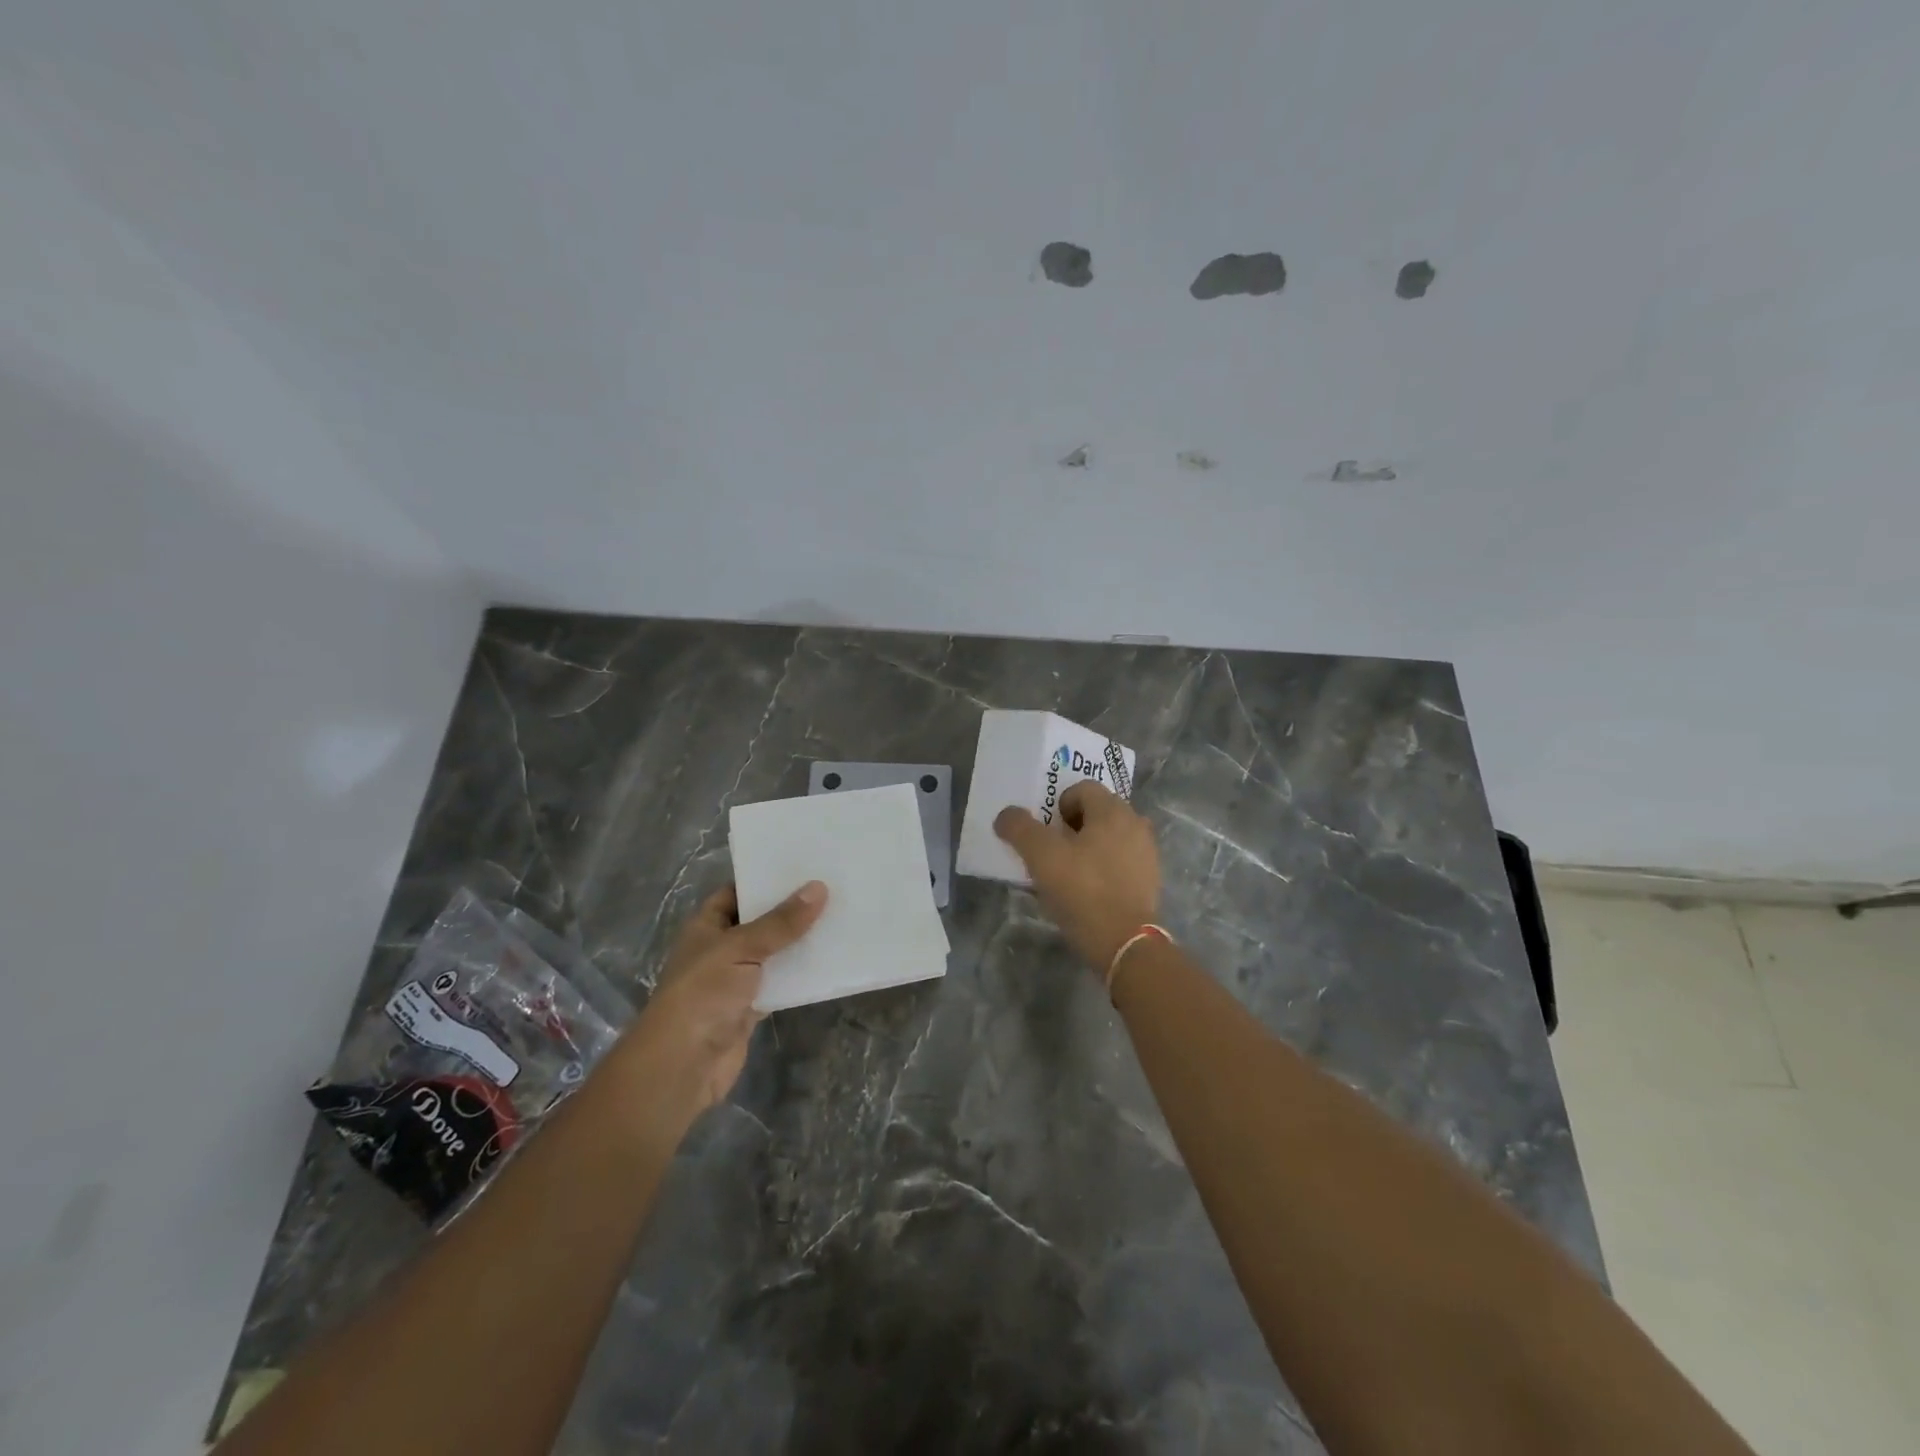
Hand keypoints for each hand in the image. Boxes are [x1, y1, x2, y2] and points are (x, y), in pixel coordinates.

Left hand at [623, 881, 825, 1121]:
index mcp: (707, 926)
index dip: (765, 878)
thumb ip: (781, 922)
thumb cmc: (703, 993)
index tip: (804, 865)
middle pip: (760, 921)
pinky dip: (801, 976)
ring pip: (774, 953)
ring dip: (800, 942)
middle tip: (833, 887)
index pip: (737, 891)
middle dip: (791, 909)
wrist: (683, 1064)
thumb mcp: (741, 948)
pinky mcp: (751, 1007)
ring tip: (841, 917)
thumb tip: (819, 887)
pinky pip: (782, 983)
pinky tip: (832, 961)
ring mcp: (736, 979)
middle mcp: (721, 948)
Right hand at [995, 781, 1159, 971]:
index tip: (1046, 832)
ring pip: (1110, 837)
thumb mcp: (1041, 857)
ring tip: (1069, 873)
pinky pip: (1121, 861)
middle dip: (1072, 826)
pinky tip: (1089, 891)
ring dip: (1089, 847)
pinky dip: (1104, 867)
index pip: (1082, 789)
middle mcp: (1135, 824)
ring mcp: (1147, 853)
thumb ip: (1020, 829)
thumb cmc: (1083, 891)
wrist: (1126, 943)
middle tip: (1053, 852)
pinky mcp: (1150, 880)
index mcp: (1112, 811)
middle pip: (1097, 812)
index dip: (1058, 805)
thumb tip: (1006, 815)